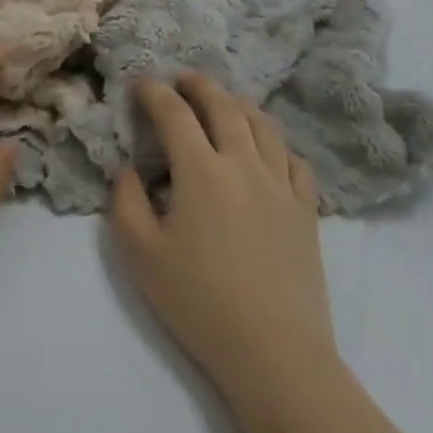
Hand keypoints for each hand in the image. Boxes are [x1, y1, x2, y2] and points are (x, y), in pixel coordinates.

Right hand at [110, 72, 336, 394]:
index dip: (154, 92)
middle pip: (224, 105)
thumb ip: (126, 202)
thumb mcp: (142, 256)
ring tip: (225, 103)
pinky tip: (268, 151)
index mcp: (201, 170)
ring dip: (239, 105)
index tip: (140, 84)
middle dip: (199, 85)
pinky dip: (277, 144)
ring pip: (263, 125)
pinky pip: (294, 160)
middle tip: (182, 79)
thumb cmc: (200, 303)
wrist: (275, 353)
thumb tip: (128, 169)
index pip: (174, 113)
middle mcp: (243, 163)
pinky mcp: (306, 210)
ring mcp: (280, 184)